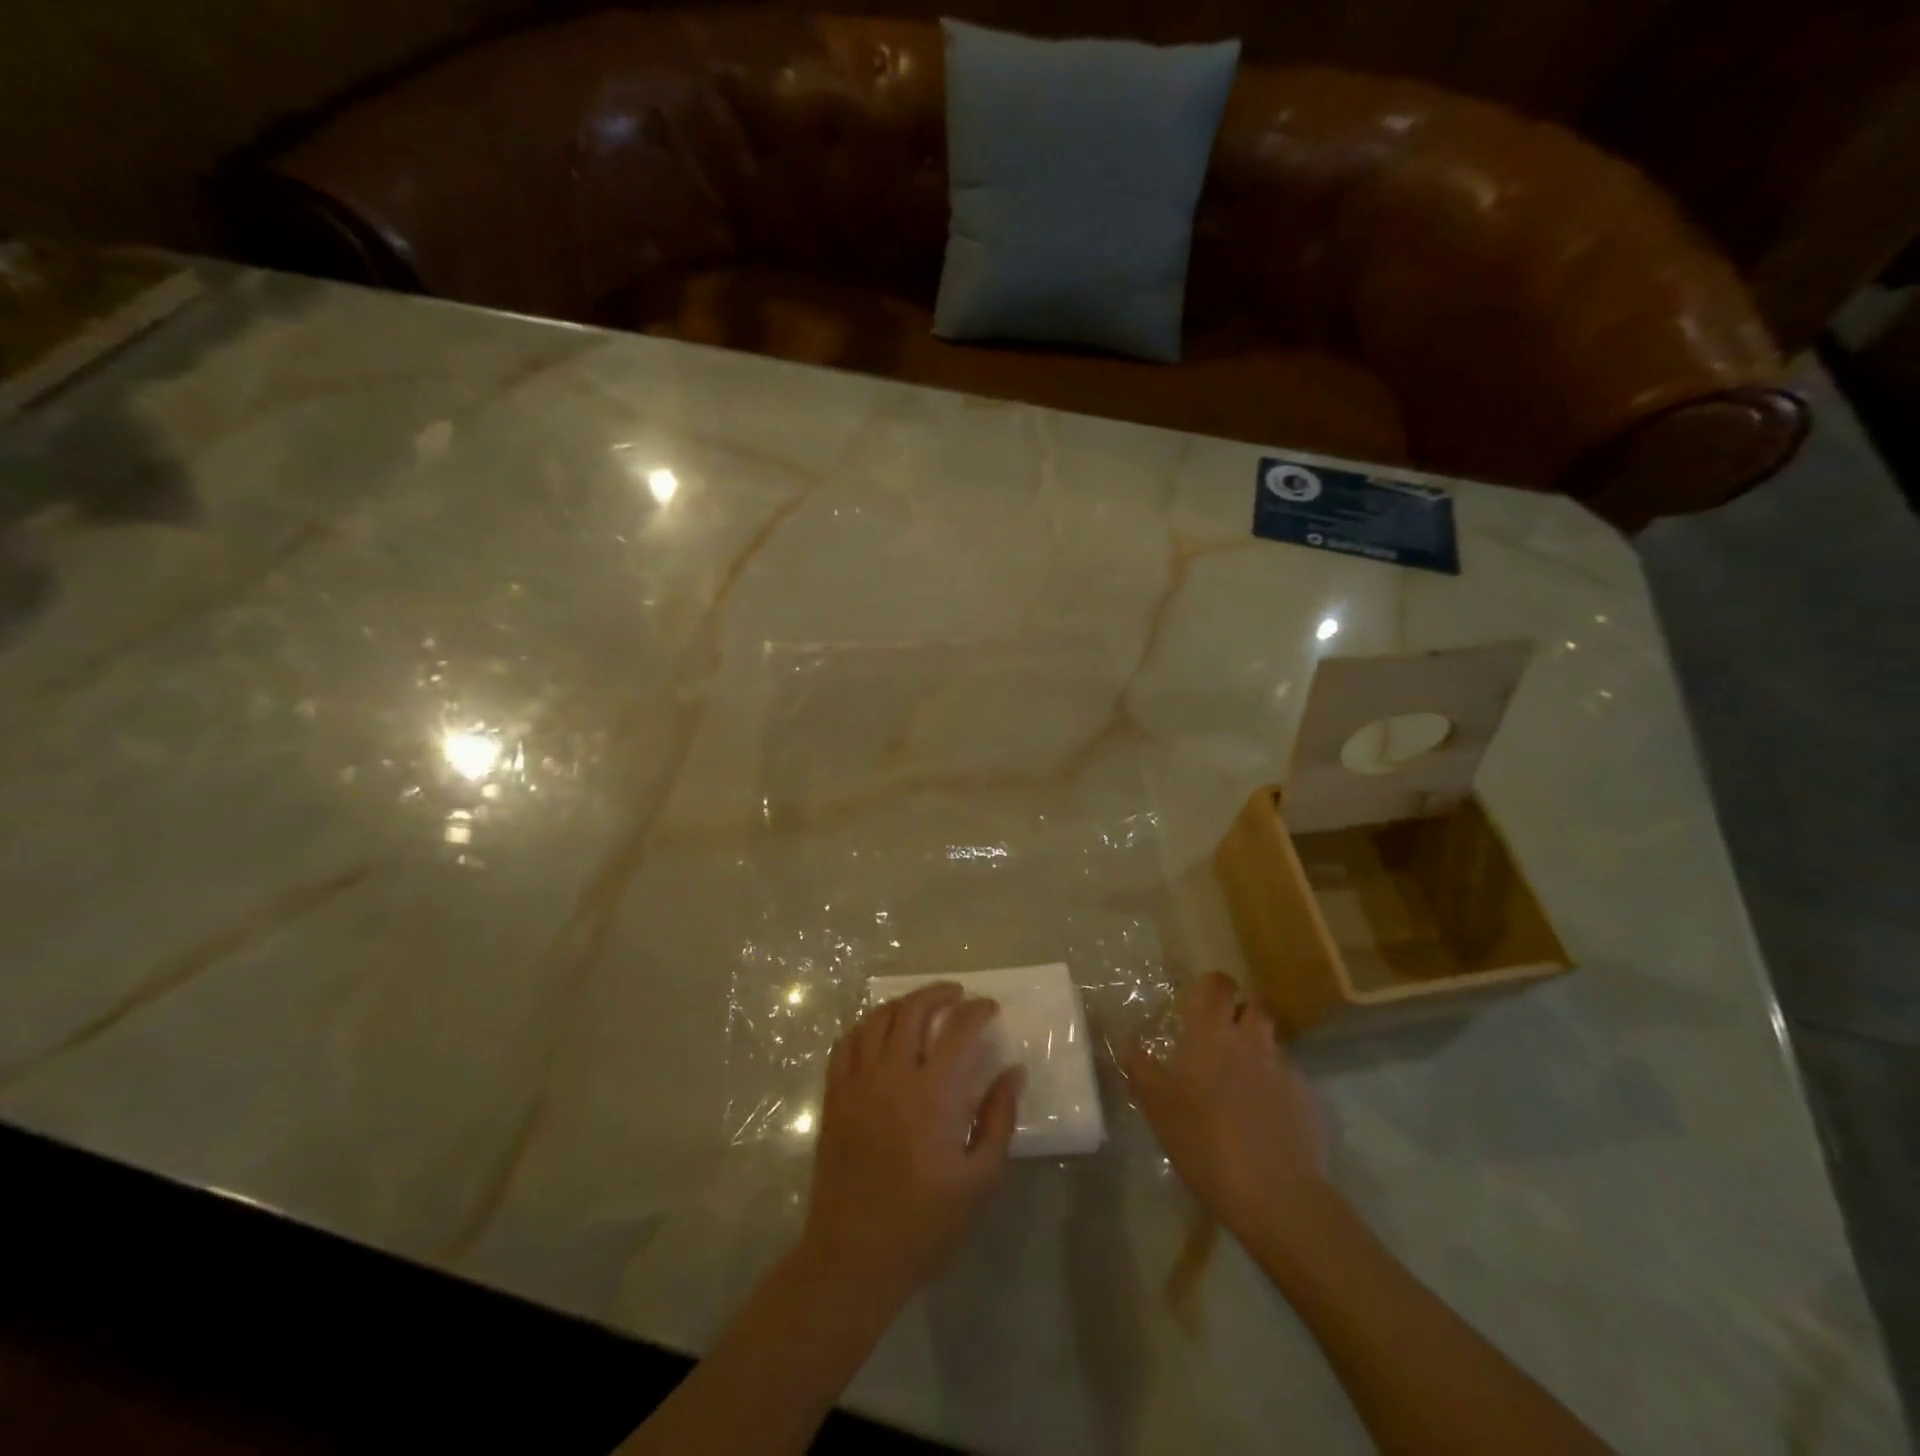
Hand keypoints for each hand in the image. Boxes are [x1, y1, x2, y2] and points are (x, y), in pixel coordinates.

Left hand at [798, 982, 1023, 1308]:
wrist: (853, 1256)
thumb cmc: (924, 1223)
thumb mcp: (980, 1180)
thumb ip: (999, 1119)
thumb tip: (1012, 1071)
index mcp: (932, 1094)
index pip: (957, 1030)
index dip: (977, 1010)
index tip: (990, 1007)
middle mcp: (891, 1075)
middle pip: (912, 1010)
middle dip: (938, 993)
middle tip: (957, 994)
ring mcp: (857, 1082)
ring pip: (876, 1019)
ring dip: (902, 1003)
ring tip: (920, 1005)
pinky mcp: (834, 1096)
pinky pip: (845, 1043)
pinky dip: (865, 1026)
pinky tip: (878, 1031)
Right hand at [1124, 972, 1328, 1241]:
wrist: (1275, 1194)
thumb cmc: (1204, 1142)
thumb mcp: (1157, 1107)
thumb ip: (1141, 1069)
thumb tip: (1131, 1044)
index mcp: (1211, 1033)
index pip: (1218, 984)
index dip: (1211, 986)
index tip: (1200, 1001)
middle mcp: (1251, 1040)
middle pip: (1253, 1006)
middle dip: (1240, 1015)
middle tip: (1221, 1041)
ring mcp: (1285, 1068)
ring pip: (1272, 1043)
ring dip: (1258, 1051)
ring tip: (1243, 1082)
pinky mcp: (1309, 1099)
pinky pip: (1290, 1079)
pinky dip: (1277, 1087)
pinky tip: (1266, 1117)